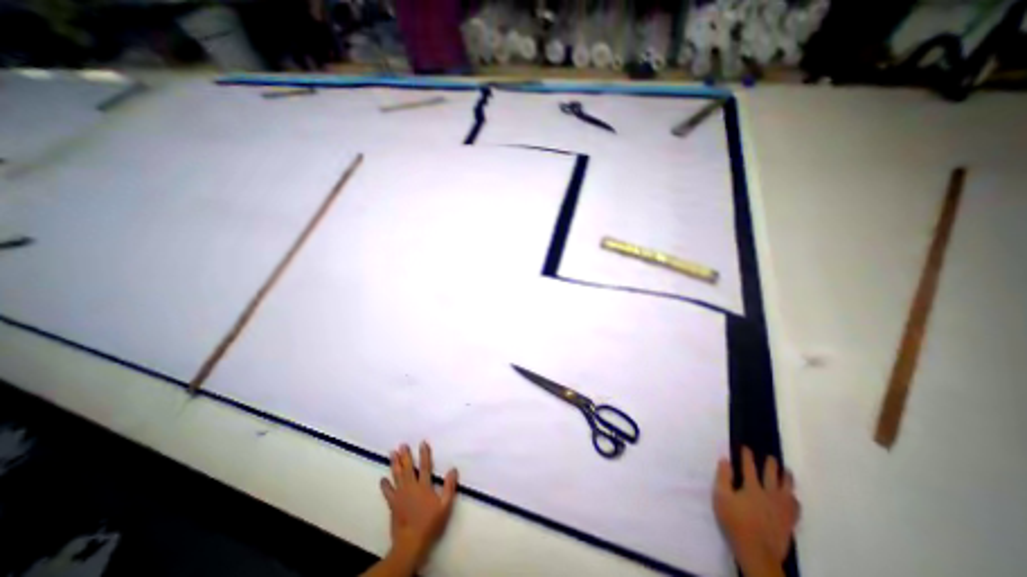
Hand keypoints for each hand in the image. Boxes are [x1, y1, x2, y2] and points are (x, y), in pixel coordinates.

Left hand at [379, 441, 458, 567]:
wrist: (410, 543)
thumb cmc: (430, 523)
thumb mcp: (445, 506)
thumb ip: (449, 487)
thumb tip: (453, 469)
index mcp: (424, 486)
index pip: (425, 466)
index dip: (424, 454)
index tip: (422, 443)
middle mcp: (411, 487)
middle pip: (408, 468)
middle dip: (405, 456)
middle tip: (402, 445)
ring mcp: (400, 495)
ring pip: (397, 476)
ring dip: (394, 464)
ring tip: (392, 453)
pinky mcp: (393, 504)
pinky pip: (388, 492)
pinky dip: (385, 485)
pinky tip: (382, 479)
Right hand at [716, 447, 800, 576]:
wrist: (757, 551)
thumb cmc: (735, 521)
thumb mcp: (721, 497)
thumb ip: (723, 477)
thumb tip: (725, 460)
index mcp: (751, 488)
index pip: (749, 467)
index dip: (747, 456)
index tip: (746, 447)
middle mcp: (769, 495)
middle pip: (772, 476)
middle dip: (771, 465)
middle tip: (772, 457)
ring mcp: (781, 509)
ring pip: (788, 490)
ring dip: (787, 479)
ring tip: (788, 472)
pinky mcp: (788, 522)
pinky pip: (795, 507)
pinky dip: (794, 499)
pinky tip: (794, 498)